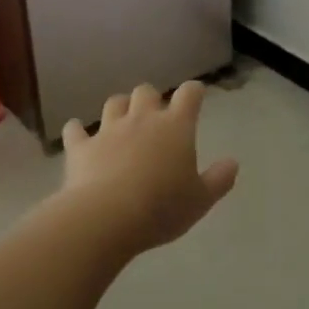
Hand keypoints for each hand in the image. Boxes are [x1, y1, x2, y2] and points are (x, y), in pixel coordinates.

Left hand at [61, 81, 239, 253]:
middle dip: (151, 98)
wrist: (106, 217)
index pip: (189, 94)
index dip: (194, 91)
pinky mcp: (81, 147)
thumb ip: (219, 180)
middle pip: (146, 91)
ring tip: (122, 121)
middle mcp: (142, 119)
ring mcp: (108, 131)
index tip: (196, 95)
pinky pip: (76, 131)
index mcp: (175, 127)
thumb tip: (233, 163)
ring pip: (113, 103)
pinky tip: (78, 134)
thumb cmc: (161, 207)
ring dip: (119, 108)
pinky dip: (78, 131)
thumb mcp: (201, 200)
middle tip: (155, 115)